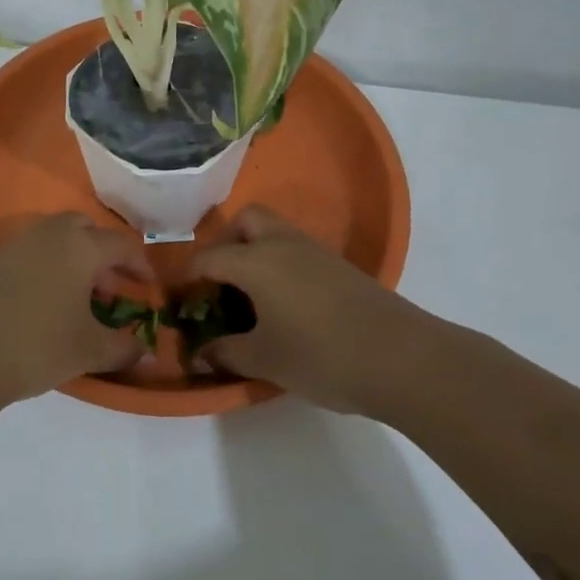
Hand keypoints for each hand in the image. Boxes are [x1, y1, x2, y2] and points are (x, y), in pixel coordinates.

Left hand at [0, 213, 153, 403]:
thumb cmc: (37, 344)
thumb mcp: (89, 350)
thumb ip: (123, 348)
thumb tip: (148, 353)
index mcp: (80, 246)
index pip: (122, 244)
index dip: (140, 265)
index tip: (149, 287)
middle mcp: (50, 235)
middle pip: (85, 230)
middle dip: (104, 254)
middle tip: (112, 287)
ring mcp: (17, 247)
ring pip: (56, 240)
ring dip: (75, 261)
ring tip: (80, 300)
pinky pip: (32, 255)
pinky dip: (49, 270)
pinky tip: (46, 306)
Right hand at [187, 205, 432, 412]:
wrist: (401, 358)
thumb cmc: (320, 355)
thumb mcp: (265, 359)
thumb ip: (225, 353)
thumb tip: (198, 354)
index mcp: (256, 262)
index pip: (209, 257)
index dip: (188, 276)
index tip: (178, 297)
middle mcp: (284, 245)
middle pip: (247, 220)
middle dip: (226, 242)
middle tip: (220, 281)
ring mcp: (317, 253)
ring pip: (276, 233)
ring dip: (256, 252)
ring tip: (250, 296)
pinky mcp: (341, 267)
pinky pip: (298, 251)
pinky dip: (281, 265)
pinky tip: (286, 304)